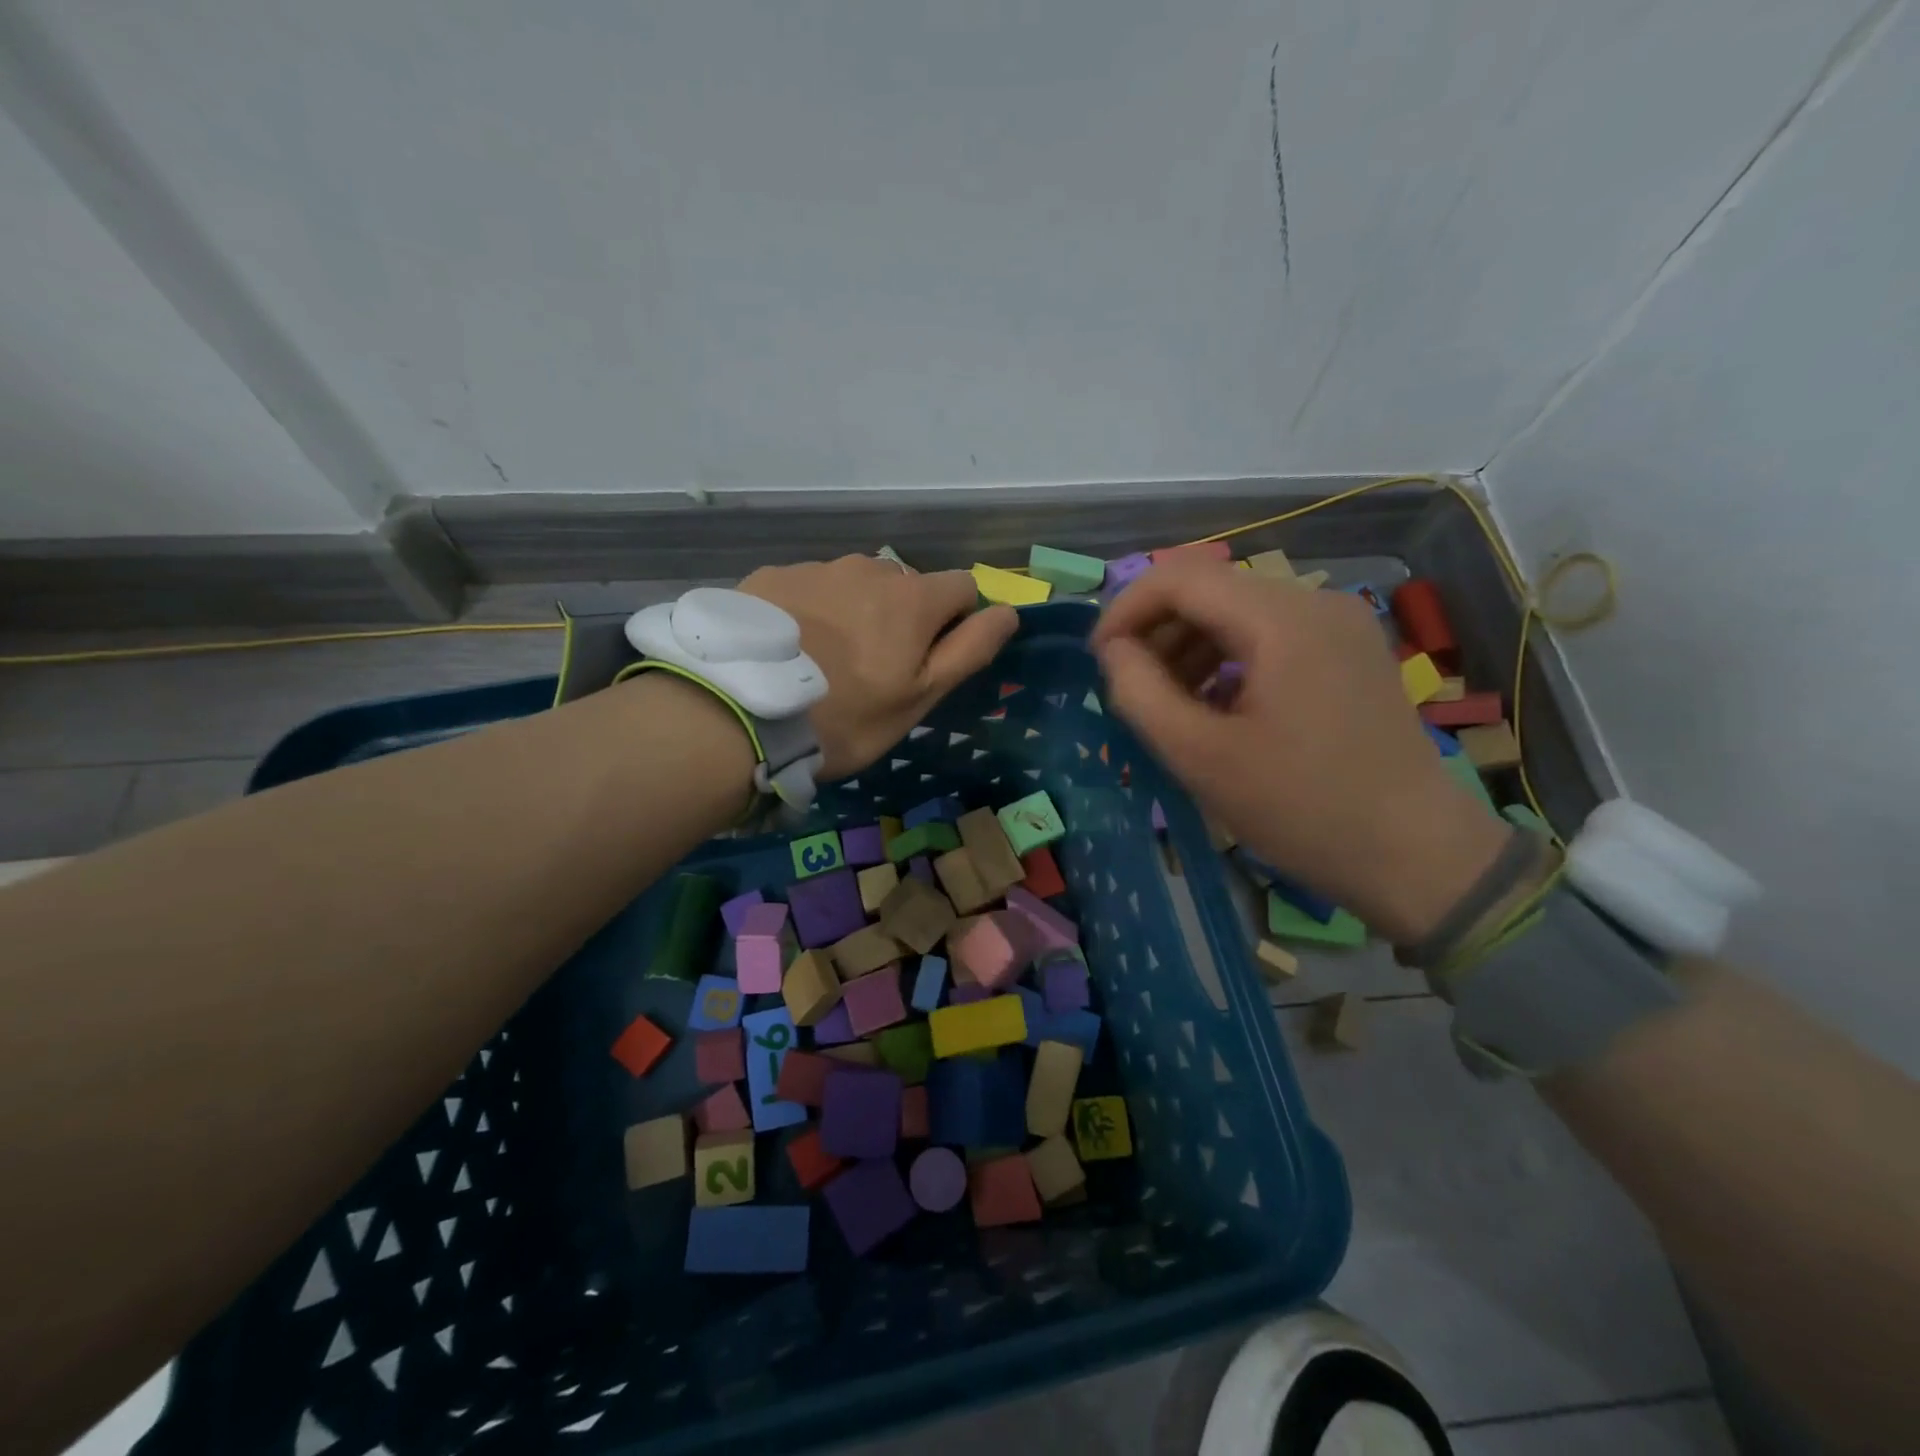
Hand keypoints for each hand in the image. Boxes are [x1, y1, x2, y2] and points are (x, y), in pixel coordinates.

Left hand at [741, 556, 1018, 778]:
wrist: (741, 711)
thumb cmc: (847, 716)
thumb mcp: (921, 696)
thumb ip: (970, 650)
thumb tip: (1009, 612)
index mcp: (913, 598)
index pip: (962, 587)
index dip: (956, 622)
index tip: (929, 660)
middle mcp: (870, 569)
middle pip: (906, 584)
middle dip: (903, 616)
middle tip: (872, 668)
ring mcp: (816, 568)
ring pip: (856, 584)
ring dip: (856, 610)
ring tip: (825, 659)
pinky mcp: (772, 576)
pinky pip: (810, 587)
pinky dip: (812, 610)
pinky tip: (790, 648)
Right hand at [1091, 559, 1510, 942]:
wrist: (1416, 855)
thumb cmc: (1301, 808)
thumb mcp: (1199, 756)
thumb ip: (1139, 692)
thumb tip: (1114, 650)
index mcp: (1281, 619)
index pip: (1179, 576)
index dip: (1125, 610)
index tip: (1098, 660)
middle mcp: (1315, 601)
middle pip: (1210, 588)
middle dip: (1156, 630)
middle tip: (1129, 687)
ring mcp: (1340, 624)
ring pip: (1238, 610)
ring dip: (1188, 645)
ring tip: (1166, 702)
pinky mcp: (1349, 651)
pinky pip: (1269, 634)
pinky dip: (1226, 658)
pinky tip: (1214, 705)